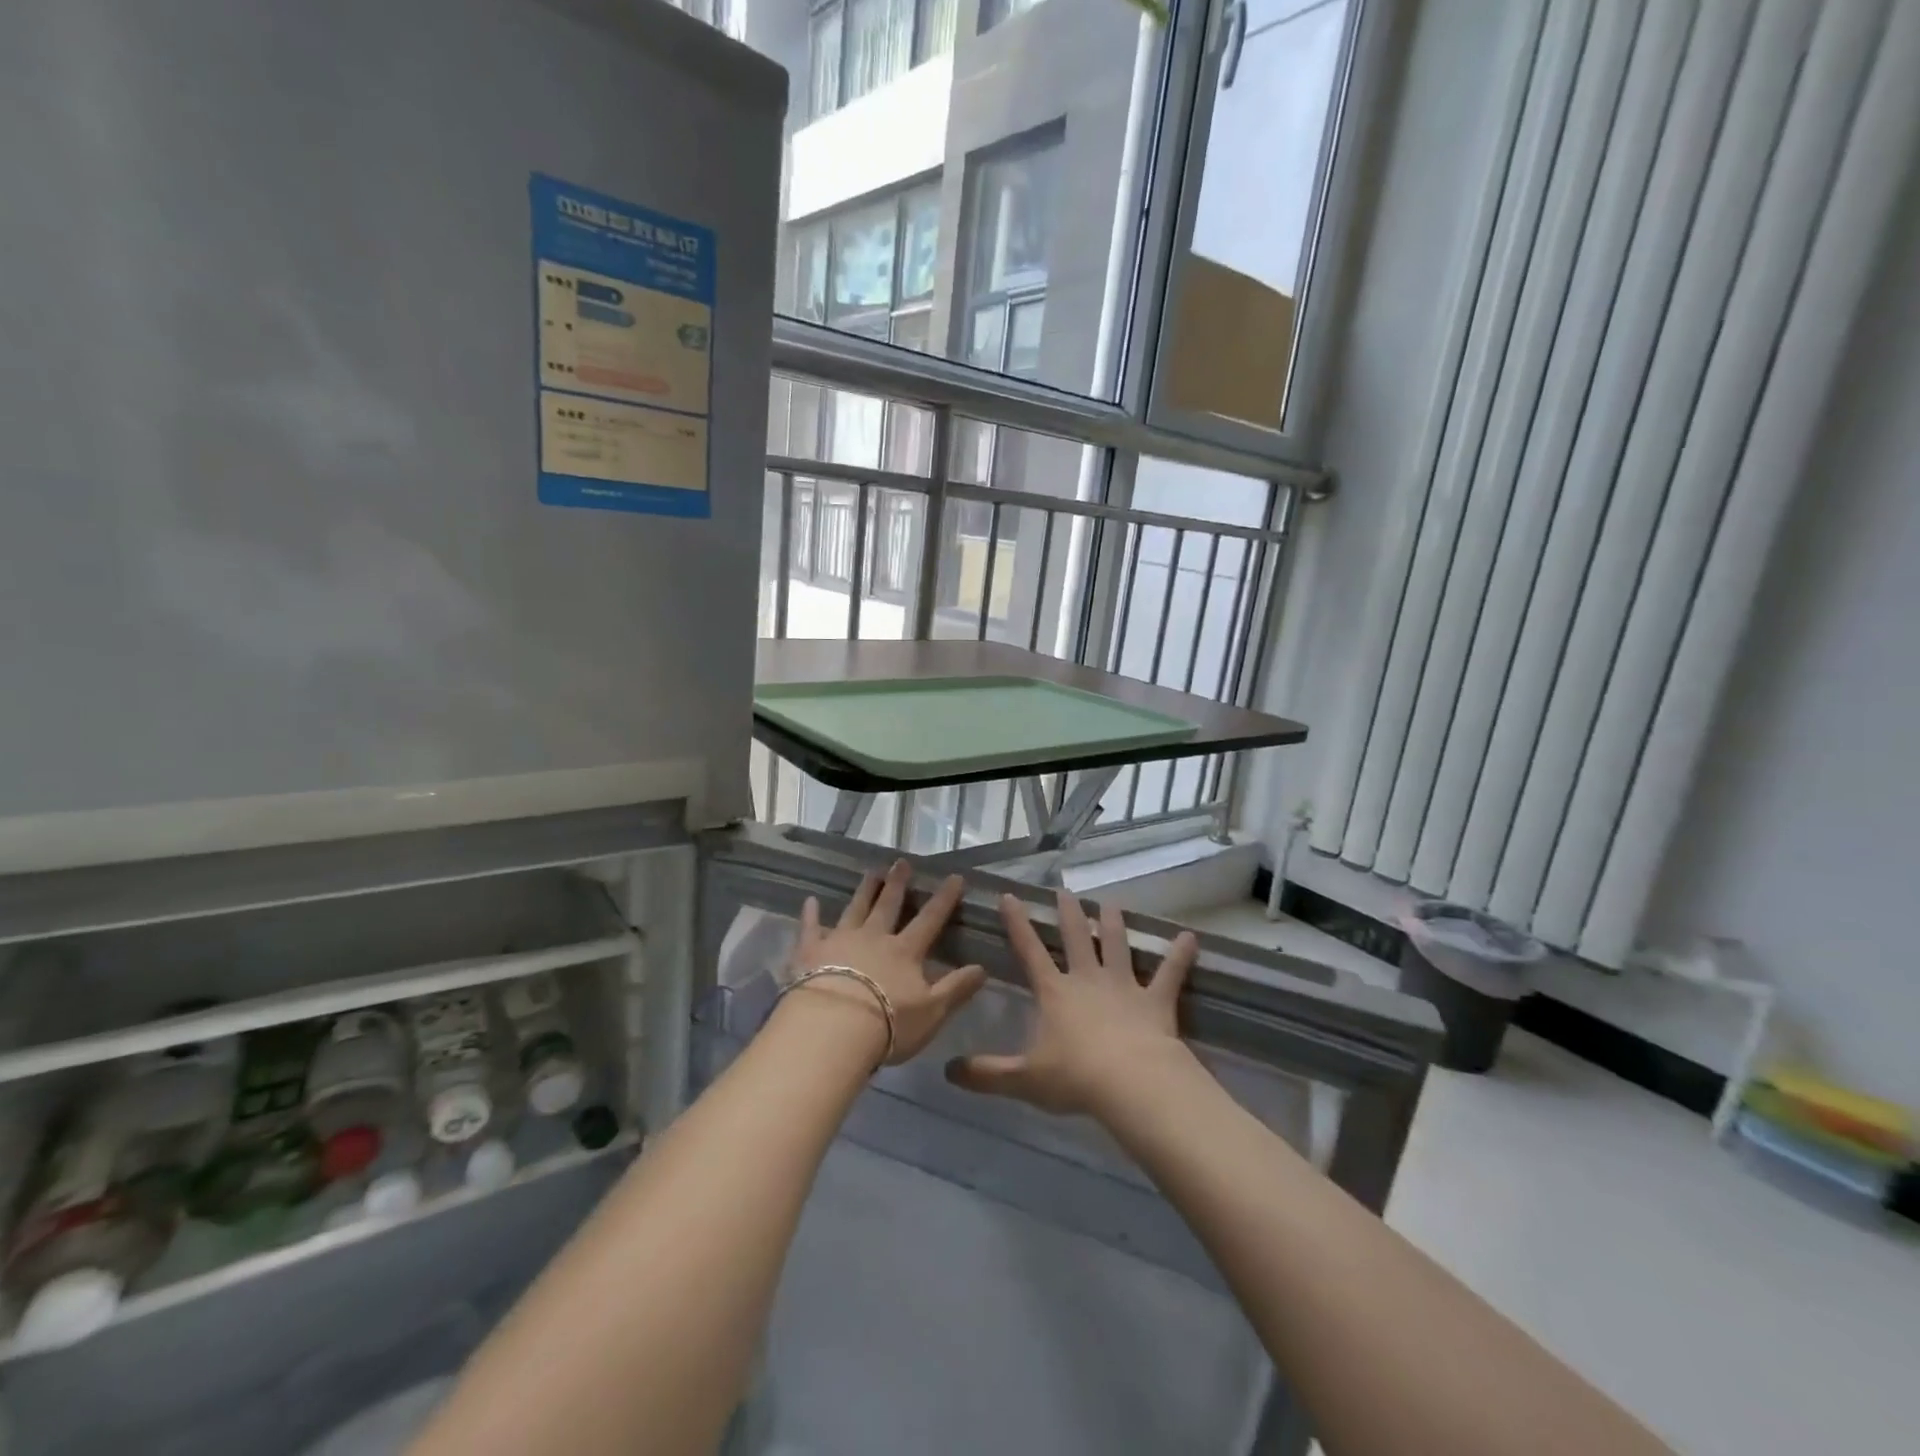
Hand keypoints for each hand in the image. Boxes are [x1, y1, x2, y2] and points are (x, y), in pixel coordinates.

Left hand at [787, 859, 987, 1065]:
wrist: (832, 1028)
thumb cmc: (888, 1025)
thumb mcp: (932, 1012)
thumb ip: (957, 988)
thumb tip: (983, 967)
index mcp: (905, 951)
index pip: (930, 919)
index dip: (944, 898)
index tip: (954, 877)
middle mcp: (874, 937)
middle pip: (888, 905)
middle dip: (898, 883)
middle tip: (901, 862)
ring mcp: (840, 940)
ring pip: (855, 908)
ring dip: (864, 890)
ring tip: (871, 872)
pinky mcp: (810, 951)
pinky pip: (810, 927)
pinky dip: (810, 914)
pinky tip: (810, 901)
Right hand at [945, 890, 1197, 1115]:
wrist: (1131, 1083)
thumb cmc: (1075, 1078)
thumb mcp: (1024, 1078)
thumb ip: (987, 1074)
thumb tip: (948, 1072)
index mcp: (1055, 992)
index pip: (1030, 951)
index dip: (1018, 923)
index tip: (1009, 896)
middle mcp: (1087, 980)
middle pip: (1075, 938)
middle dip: (1068, 913)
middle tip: (1065, 890)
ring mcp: (1124, 986)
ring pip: (1116, 946)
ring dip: (1113, 924)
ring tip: (1110, 903)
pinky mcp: (1156, 1000)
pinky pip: (1169, 974)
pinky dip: (1180, 956)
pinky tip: (1191, 938)